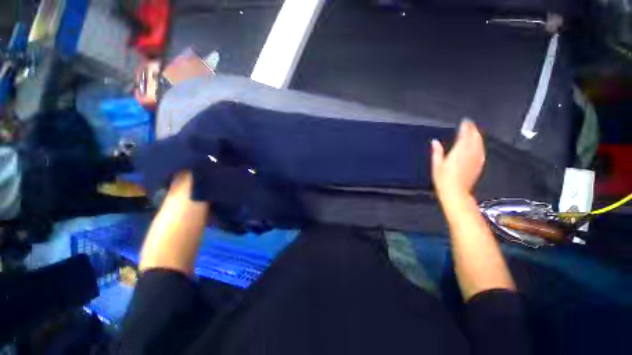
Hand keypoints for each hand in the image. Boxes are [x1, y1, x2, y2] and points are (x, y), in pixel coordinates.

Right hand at [431, 120, 484, 200]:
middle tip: (471, 125)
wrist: (455, 193)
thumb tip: (434, 142)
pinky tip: (479, 146)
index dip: (466, 126)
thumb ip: (436, 151)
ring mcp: (476, 159)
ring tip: (475, 132)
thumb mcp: (436, 164)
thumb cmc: (444, 180)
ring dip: (478, 136)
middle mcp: (470, 154)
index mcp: (458, 151)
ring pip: (480, 143)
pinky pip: (482, 152)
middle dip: (473, 129)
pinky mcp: (479, 165)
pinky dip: (480, 146)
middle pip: (475, 137)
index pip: (465, 134)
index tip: (465, 121)